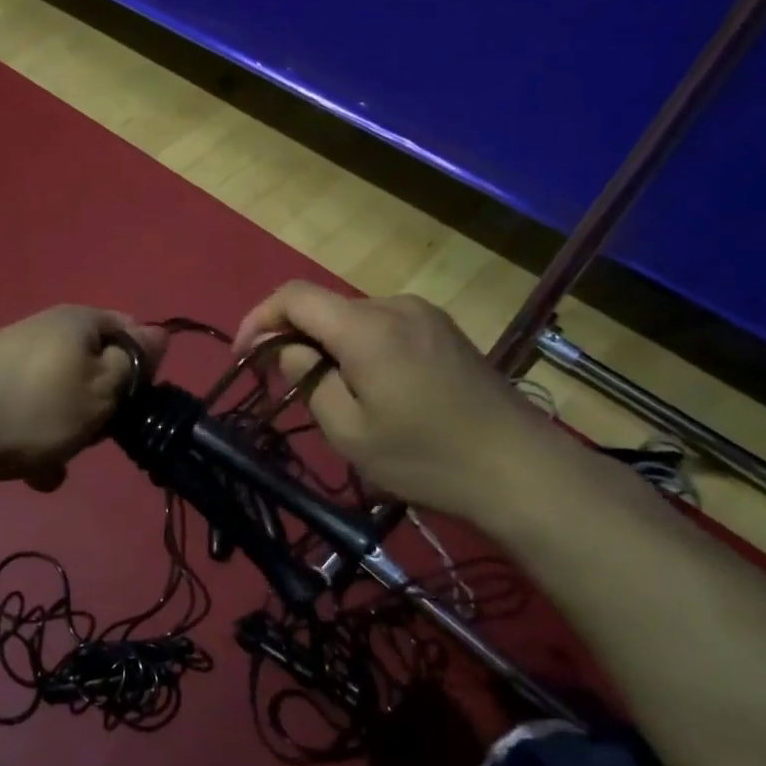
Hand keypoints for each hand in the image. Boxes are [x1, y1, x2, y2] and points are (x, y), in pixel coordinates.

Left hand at [0, 306, 164, 490]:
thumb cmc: (32, 408)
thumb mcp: (100, 389)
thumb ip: (135, 364)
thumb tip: (160, 336)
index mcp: (78, 321)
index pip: (134, 332)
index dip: (144, 370)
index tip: (138, 405)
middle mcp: (47, 333)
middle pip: (99, 370)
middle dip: (104, 408)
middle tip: (98, 434)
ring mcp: (15, 364)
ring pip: (66, 402)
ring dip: (71, 434)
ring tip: (59, 457)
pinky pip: (32, 419)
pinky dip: (38, 444)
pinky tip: (32, 472)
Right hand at [233, 282, 556, 527]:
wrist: (520, 469)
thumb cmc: (425, 457)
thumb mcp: (349, 430)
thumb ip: (307, 378)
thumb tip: (286, 348)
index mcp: (367, 327)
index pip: (294, 297)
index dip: (259, 319)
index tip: (246, 356)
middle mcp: (395, 306)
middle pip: (324, 306)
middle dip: (293, 337)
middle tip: (281, 384)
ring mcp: (424, 315)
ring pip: (353, 317)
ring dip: (327, 344)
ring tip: (326, 392)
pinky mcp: (443, 330)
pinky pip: (383, 326)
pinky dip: (358, 346)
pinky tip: (370, 386)